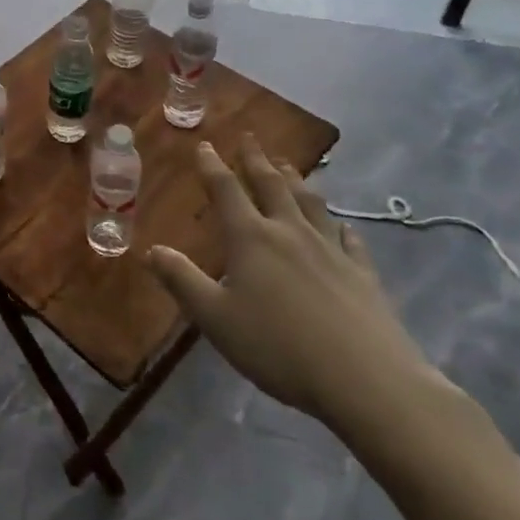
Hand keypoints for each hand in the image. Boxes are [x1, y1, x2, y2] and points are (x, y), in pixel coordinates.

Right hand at [144, 135, 437, 428]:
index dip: (213, 166)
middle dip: (256, 160)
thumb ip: (182, 281)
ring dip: (296, 179)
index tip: (205, 145)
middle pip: (272, 185)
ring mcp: (331, 251)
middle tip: (250, 137)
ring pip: (311, 203)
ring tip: (288, 164)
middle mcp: (290, 232)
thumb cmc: (279, 347)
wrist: (367, 381)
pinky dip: (339, 224)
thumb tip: (152, 249)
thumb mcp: (215, 318)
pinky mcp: (363, 274)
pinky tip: (341, 223)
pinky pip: (350, 238)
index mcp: (251, 238)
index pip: (226, 190)